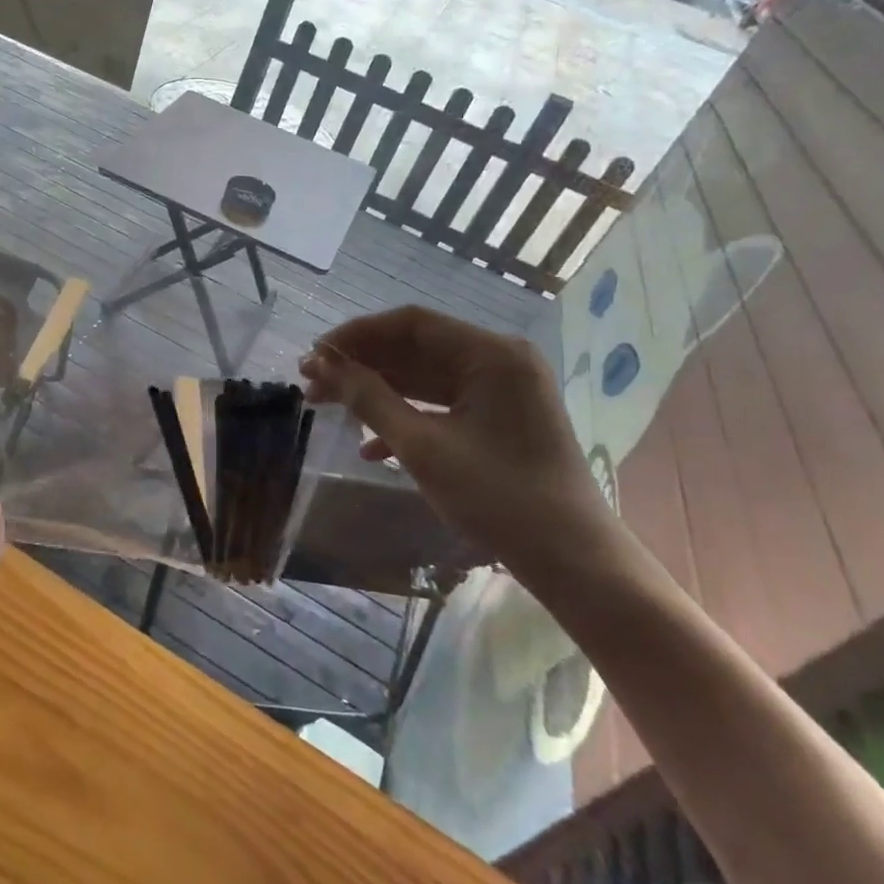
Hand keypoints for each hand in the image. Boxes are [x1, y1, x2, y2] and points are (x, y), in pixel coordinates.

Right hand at [301, 307, 616, 581]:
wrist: (572, 560)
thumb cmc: (498, 497)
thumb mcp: (423, 447)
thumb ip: (370, 399)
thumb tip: (322, 365)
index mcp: (491, 354)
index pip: (410, 324)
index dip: (356, 335)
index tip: (314, 355)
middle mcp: (499, 361)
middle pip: (416, 348)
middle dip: (361, 365)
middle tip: (311, 383)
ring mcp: (501, 390)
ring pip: (424, 377)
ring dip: (377, 391)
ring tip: (327, 406)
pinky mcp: (499, 418)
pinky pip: (442, 404)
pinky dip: (406, 417)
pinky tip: (370, 447)